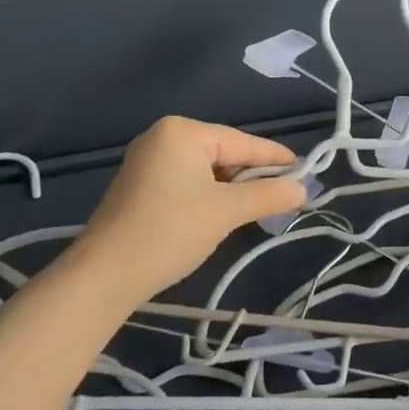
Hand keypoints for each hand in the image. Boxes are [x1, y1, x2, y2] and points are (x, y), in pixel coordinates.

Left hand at [72, 116, 303, 299]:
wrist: (103, 277)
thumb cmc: (169, 232)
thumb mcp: (226, 212)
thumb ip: (268, 195)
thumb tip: (303, 189)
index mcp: (183, 132)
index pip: (242, 142)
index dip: (276, 157)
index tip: (305, 168)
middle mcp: (164, 137)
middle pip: (225, 153)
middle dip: (253, 176)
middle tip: (284, 195)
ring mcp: (148, 161)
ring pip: (207, 170)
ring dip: (233, 188)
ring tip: (260, 207)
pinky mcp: (140, 186)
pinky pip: (188, 181)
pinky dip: (210, 195)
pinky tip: (224, 213)